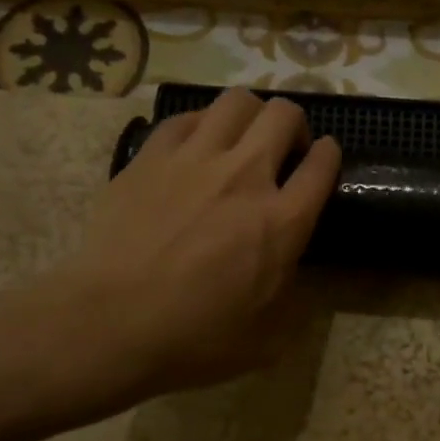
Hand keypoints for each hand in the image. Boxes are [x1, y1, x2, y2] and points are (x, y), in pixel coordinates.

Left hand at [16, 88, 339, 417]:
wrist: (109, 323)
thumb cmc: (194, 338)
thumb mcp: (267, 337)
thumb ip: (294, 296)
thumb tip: (295, 268)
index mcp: (283, 222)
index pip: (323, 164)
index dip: (329, 156)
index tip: (323, 158)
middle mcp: (245, 176)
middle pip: (284, 115)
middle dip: (294, 125)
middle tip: (283, 150)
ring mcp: (194, 160)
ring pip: (236, 102)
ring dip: (250, 115)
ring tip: (241, 139)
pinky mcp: (150, 157)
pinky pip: (184, 118)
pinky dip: (201, 125)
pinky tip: (195, 148)